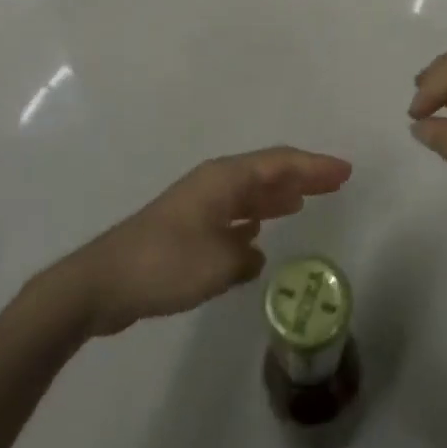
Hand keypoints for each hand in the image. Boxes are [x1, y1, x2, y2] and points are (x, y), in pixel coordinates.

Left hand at [51, 148, 350, 336]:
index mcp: (224, 180)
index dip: (315, 166)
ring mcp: (198, 205)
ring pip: (250, 192)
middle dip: (303, 175)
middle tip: (337, 182)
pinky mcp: (186, 229)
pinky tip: (260, 233)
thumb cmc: (164, 265)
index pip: (280, 164)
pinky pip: (233, 213)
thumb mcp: (218, 263)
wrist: (101, 284)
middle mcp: (214, 184)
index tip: (345, 171)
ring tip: (306, 200)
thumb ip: (245, 255)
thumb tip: (252, 252)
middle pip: (268, 172)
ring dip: (278, 195)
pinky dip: (254, 217)